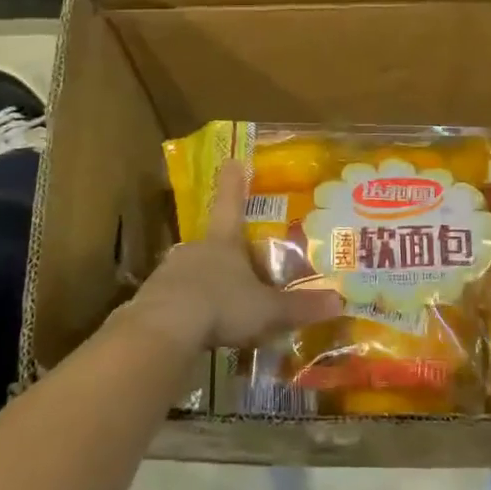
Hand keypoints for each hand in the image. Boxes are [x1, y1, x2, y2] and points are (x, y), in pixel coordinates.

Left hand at [126, 160, 340, 351]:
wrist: (162, 330)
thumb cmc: (221, 306)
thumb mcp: (267, 310)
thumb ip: (300, 307)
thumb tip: (340, 300)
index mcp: (224, 241)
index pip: (232, 203)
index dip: (235, 182)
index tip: (232, 160)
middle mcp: (195, 249)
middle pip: (212, 242)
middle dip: (225, 250)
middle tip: (240, 264)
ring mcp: (169, 272)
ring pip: (191, 270)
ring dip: (205, 281)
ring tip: (221, 302)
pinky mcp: (151, 299)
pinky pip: (174, 298)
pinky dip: (187, 307)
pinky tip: (197, 327)